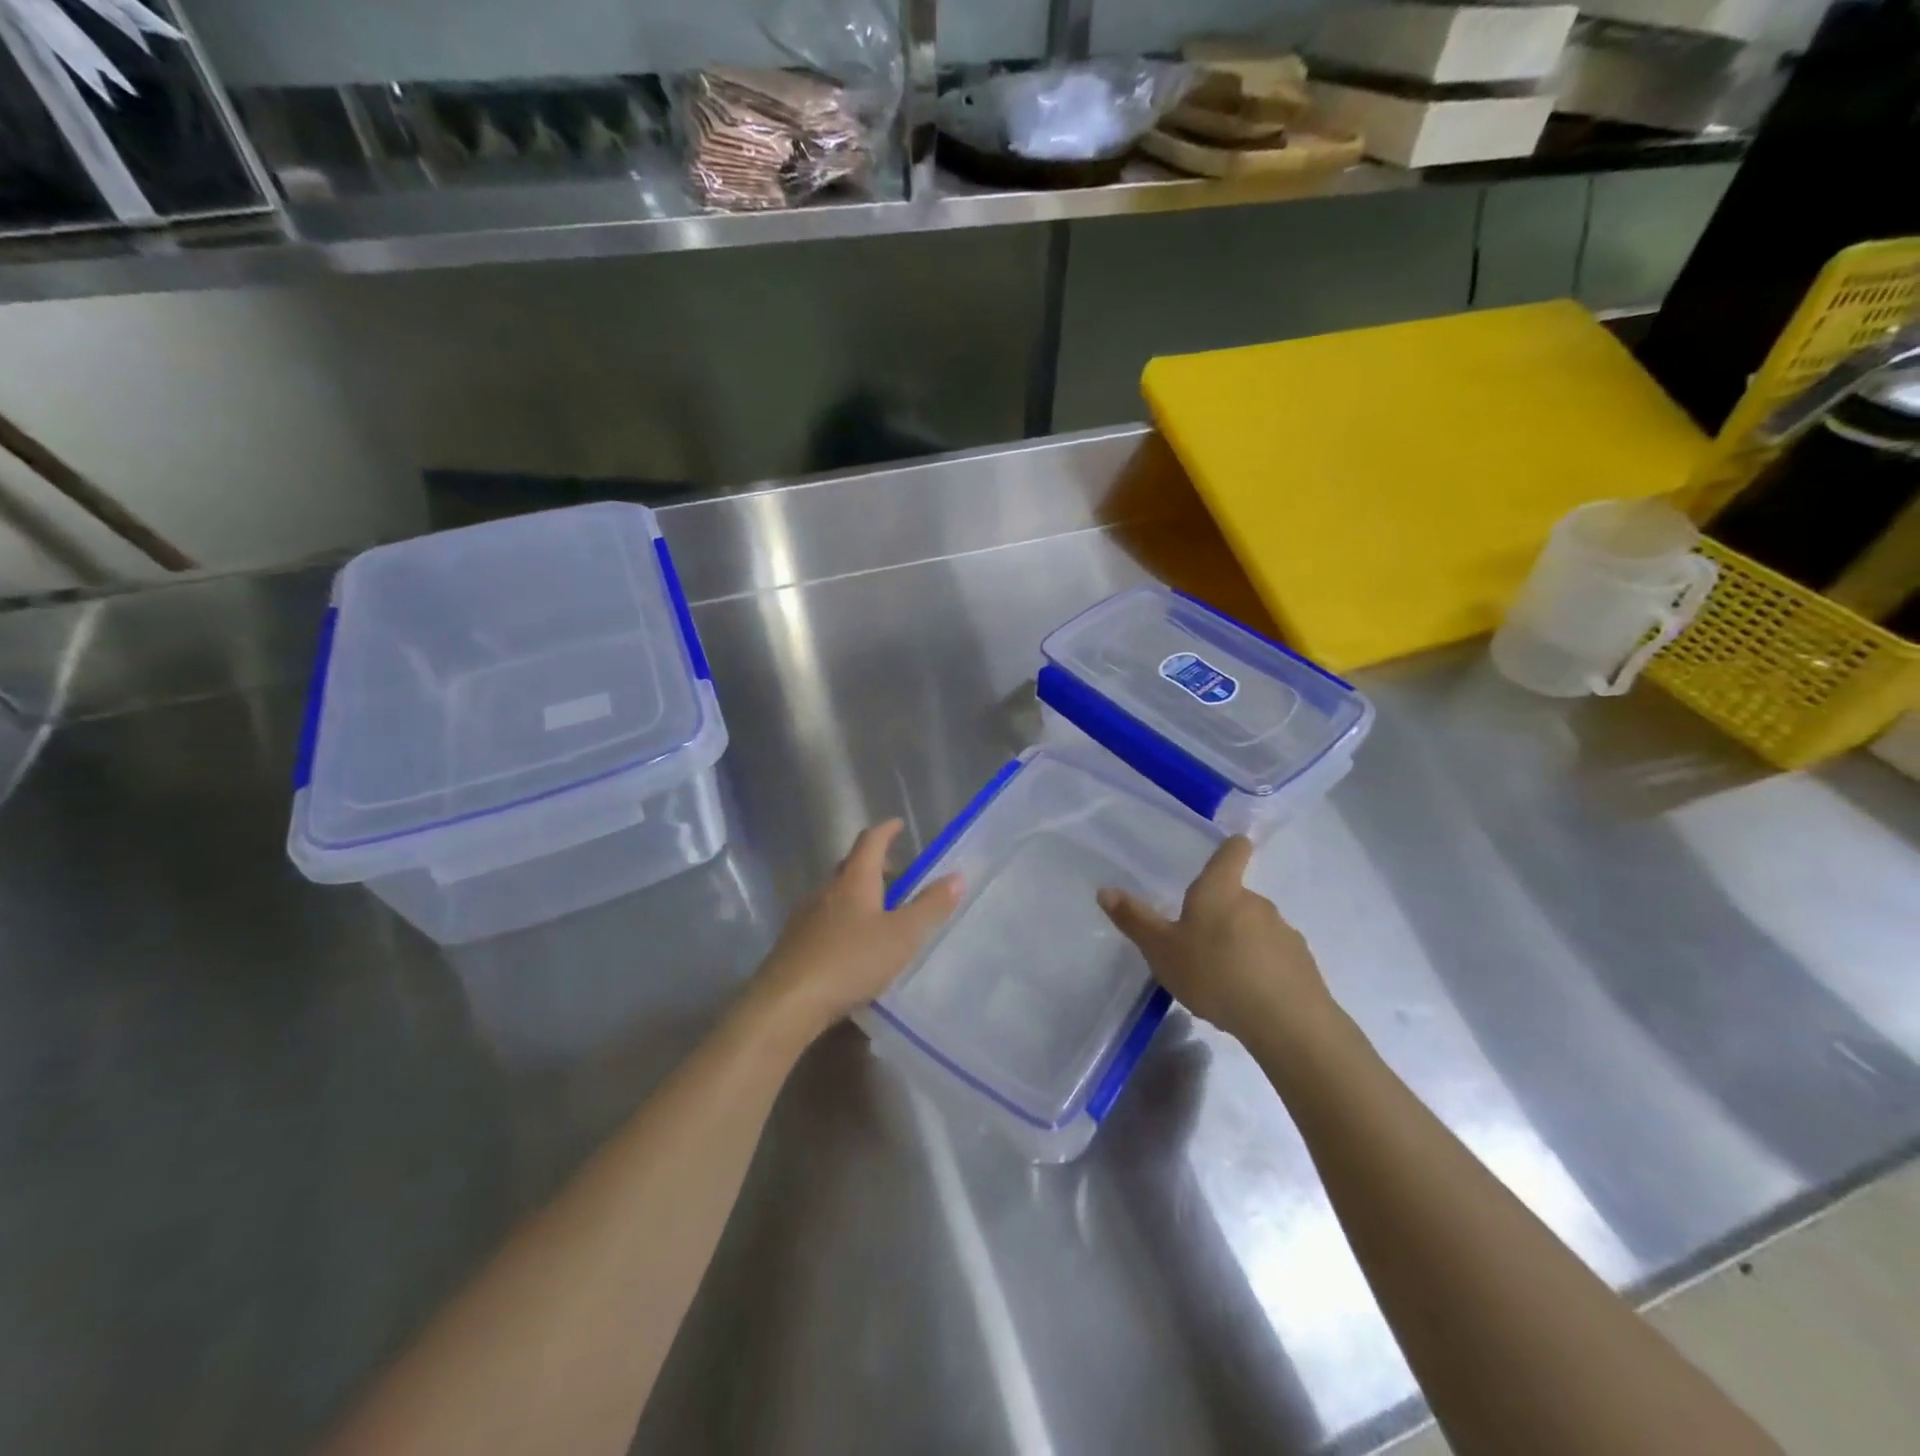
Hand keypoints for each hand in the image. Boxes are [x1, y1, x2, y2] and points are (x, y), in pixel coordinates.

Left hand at [749, 820, 962, 1043]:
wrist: (786, 1003)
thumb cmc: (850, 961)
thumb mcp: (901, 936)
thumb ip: (930, 906)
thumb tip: (957, 875)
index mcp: (854, 881)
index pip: (870, 842)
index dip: (886, 830)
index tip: (898, 824)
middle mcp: (827, 891)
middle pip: (851, 867)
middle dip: (875, 866)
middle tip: (899, 875)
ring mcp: (806, 918)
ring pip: (837, 896)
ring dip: (859, 896)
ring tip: (881, 914)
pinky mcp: (794, 945)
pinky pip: (825, 921)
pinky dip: (845, 922)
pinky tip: (854, 947)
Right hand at [1098, 836, 1336, 1051]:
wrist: (1285, 1021)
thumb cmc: (1214, 973)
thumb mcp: (1161, 950)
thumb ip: (1135, 920)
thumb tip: (1104, 890)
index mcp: (1220, 890)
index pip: (1232, 851)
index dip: (1230, 847)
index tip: (1226, 850)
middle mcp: (1255, 902)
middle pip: (1237, 895)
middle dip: (1219, 912)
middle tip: (1196, 941)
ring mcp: (1283, 932)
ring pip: (1255, 928)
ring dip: (1240, 942)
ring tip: (1221, 976)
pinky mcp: (1301, 963)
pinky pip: (1274, 957)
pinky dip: (1260, 968)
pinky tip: (1247, 996)